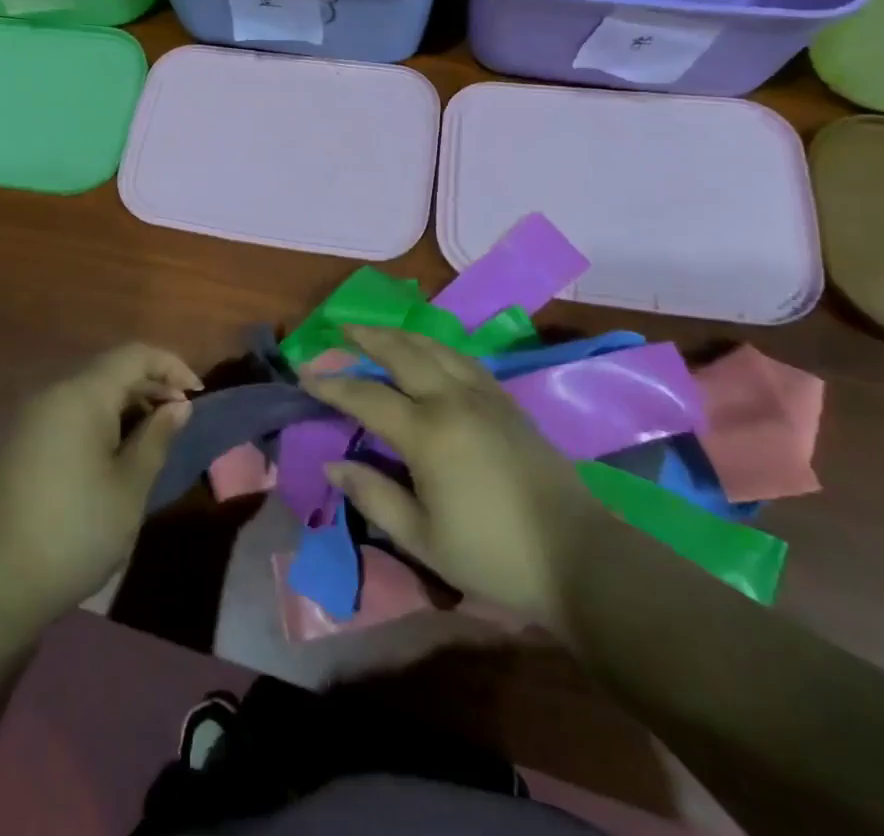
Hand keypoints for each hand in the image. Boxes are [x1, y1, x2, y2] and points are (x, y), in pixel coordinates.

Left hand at [0, 345, 201, 645]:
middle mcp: (54, 394)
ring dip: (127, 405)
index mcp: (82, 396)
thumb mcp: (130, 487)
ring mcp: (33, 418)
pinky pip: (71, 413)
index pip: (134, 355)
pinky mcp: (22, 443)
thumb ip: (157, 438)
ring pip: (91, 393)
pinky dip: (101, 420)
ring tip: (154, 437)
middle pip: (111, 371)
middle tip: (181, 417)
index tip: (198, 394)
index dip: (170, 365)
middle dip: (151, 386)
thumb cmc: (76, 532)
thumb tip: (178, 405)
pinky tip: (116, 453)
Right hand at [301, 325, 602, 632]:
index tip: (304, 374)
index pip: (366, 396)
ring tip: (377, 329)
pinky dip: (434, 346)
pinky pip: (461, 358)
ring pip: (433, 347)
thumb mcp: (422, 538)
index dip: (332, 385)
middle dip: (366, 337)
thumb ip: (373, 495)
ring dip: (399, 334)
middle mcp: (452, 400)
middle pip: (401, 353)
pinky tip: (428, 351)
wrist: (578, 556)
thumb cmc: (493, 555)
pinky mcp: (507, 401)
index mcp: (427, 432)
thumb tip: (333, 462)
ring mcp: (484, 395)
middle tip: (339, 327)